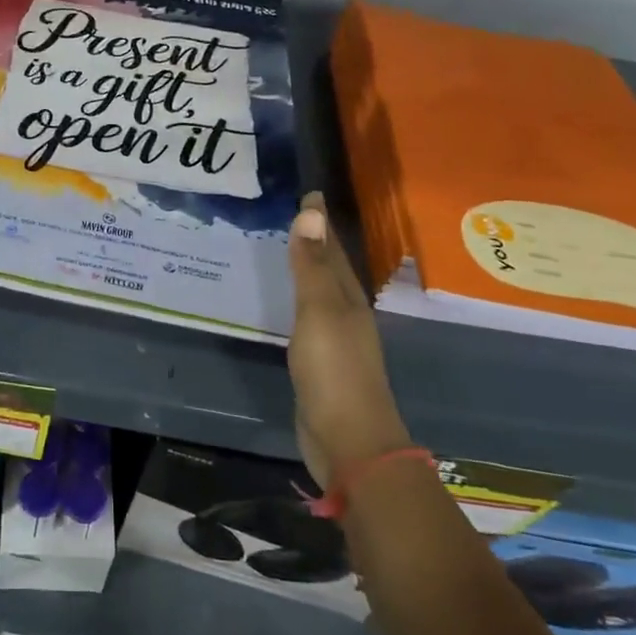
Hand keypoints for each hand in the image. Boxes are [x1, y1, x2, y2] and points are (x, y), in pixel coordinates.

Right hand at [287, 190, 412, 486]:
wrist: (349, 442)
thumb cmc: (334, 371)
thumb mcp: (320, 313)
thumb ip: (312, 266)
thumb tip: (312, 210)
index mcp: (348, 299)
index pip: (333, 250)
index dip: (320, 222)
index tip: (309, 193)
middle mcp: (346, 315)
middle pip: (331, 270)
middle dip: (316, 243)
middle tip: (293, 215)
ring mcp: (336, 342)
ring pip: (320, 295)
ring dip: (307, 272)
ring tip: (286, 251)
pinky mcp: (321, 365)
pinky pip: (307, 320)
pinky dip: (298, 303)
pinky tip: (286, 305)